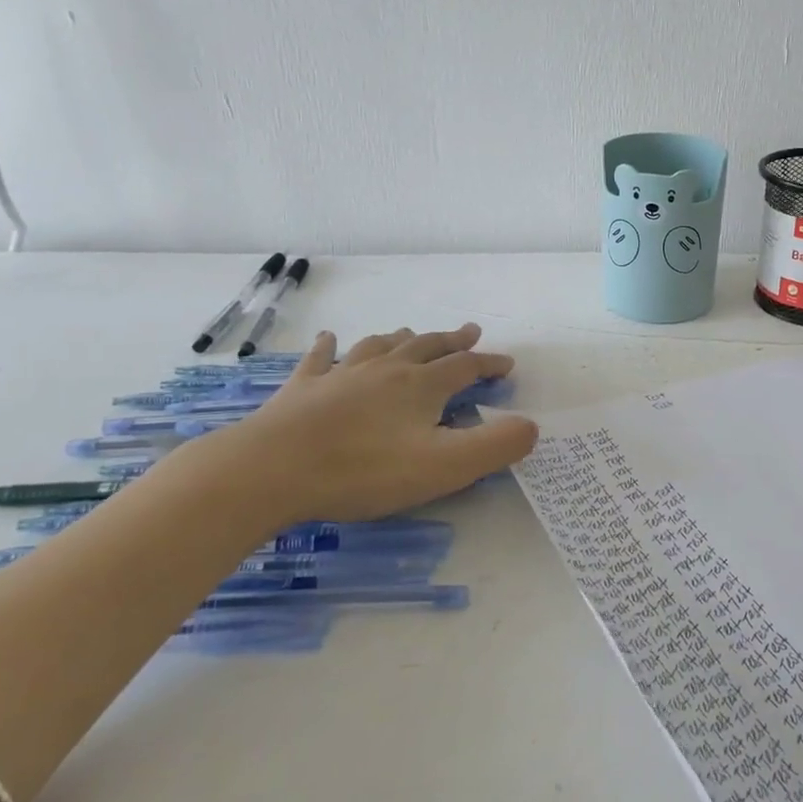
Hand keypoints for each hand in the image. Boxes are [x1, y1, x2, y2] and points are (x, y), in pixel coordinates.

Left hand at [166, 323, 538, 526]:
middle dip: (453, 340)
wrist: (271, 469)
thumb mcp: (445, 466)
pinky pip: (321, 359)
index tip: (507, 364)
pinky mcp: (303, 389)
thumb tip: (531, 426)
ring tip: (412, 333)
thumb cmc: (364, 470)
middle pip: (427, 347)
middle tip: (470, 331)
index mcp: (421, 387)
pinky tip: (329, 339)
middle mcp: (386, 370)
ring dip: (402, 338)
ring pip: (380, 346)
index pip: (466, 367)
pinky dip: (329, 347)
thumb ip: (495, 446)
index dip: (489, 364)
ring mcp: (341, 375)